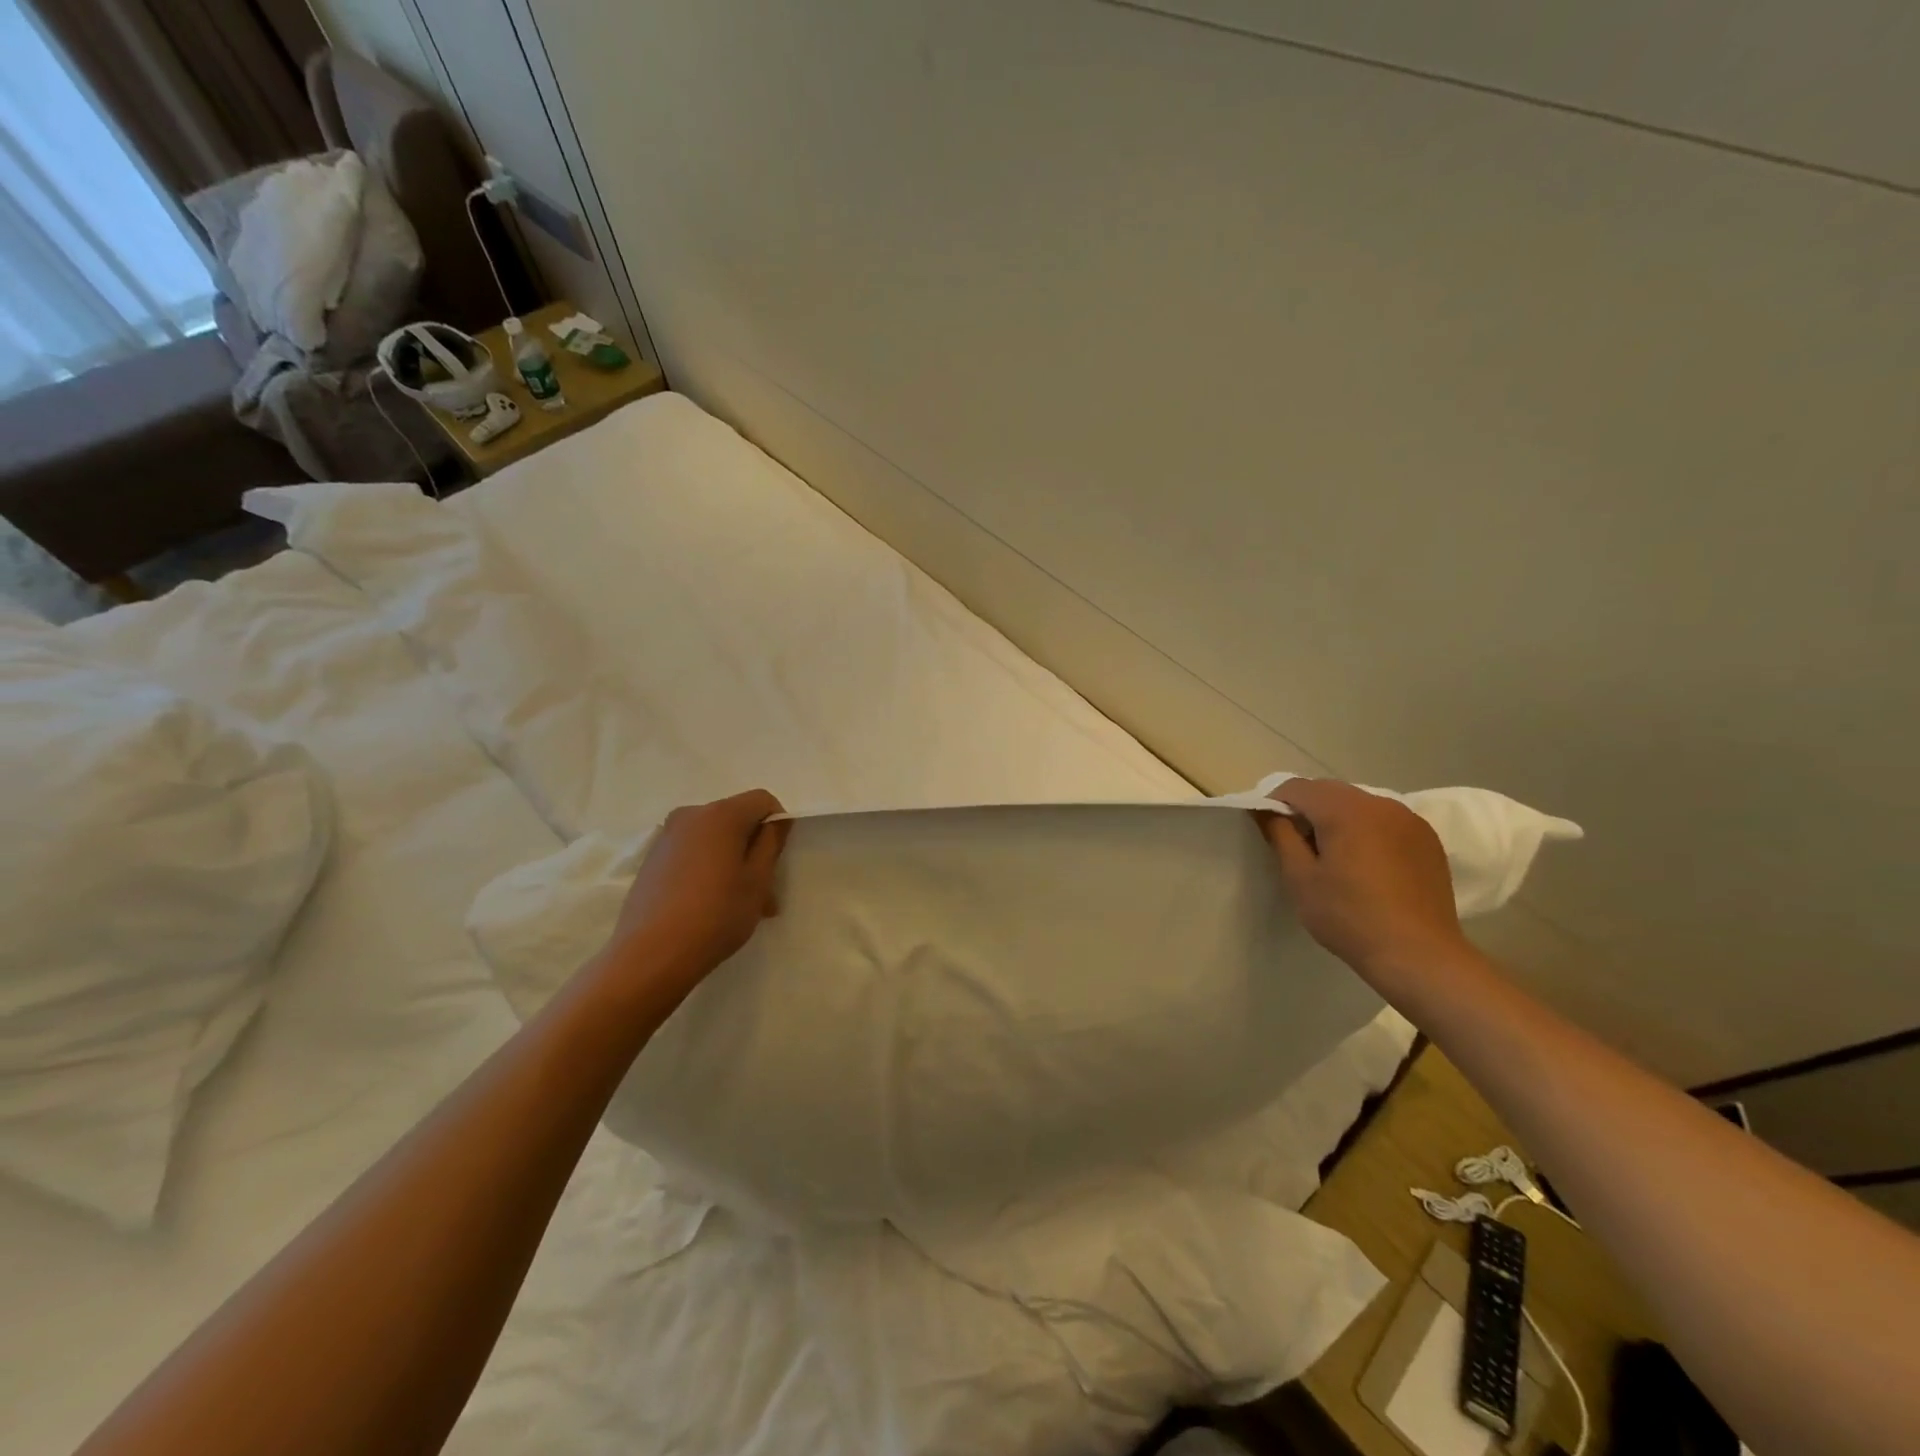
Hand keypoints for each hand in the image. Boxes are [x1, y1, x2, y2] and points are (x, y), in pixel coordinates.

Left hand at [600, 789, 790, 1009]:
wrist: (650, 955)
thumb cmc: (716, 915)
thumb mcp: (757, 880)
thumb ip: (771, 843)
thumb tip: (776, 821)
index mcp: (720, 814)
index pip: (762, 800)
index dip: (777, 823)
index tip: (779, 859)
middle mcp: (691, 815)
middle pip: (736, 820)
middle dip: (754, 848)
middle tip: (764, 891)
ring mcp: (667, 837)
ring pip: (715, 840)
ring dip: (734, 863)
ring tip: (740, 905)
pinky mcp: (652, 860)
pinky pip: (693, 853)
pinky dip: (710, 870)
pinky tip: (711, 906)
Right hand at [1256, 778, 1473, 978]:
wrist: (1418, 955)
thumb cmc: (1348, 917)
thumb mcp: (1300, 878)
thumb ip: (1280, 835)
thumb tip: (1264, 809)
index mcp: (1345, 810)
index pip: (1297, 788)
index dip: (1274, 802)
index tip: (1267, 827)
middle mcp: (1380, 804)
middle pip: (1329, 791)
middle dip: (1307, 808)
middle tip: (1296, 844)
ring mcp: (1409, 819)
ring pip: (1358, 803)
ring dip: (1337, 817)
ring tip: (1332, 855)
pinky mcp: (1427, 838)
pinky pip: (1384, 820)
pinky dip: (1366, 829)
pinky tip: (1365, 863)